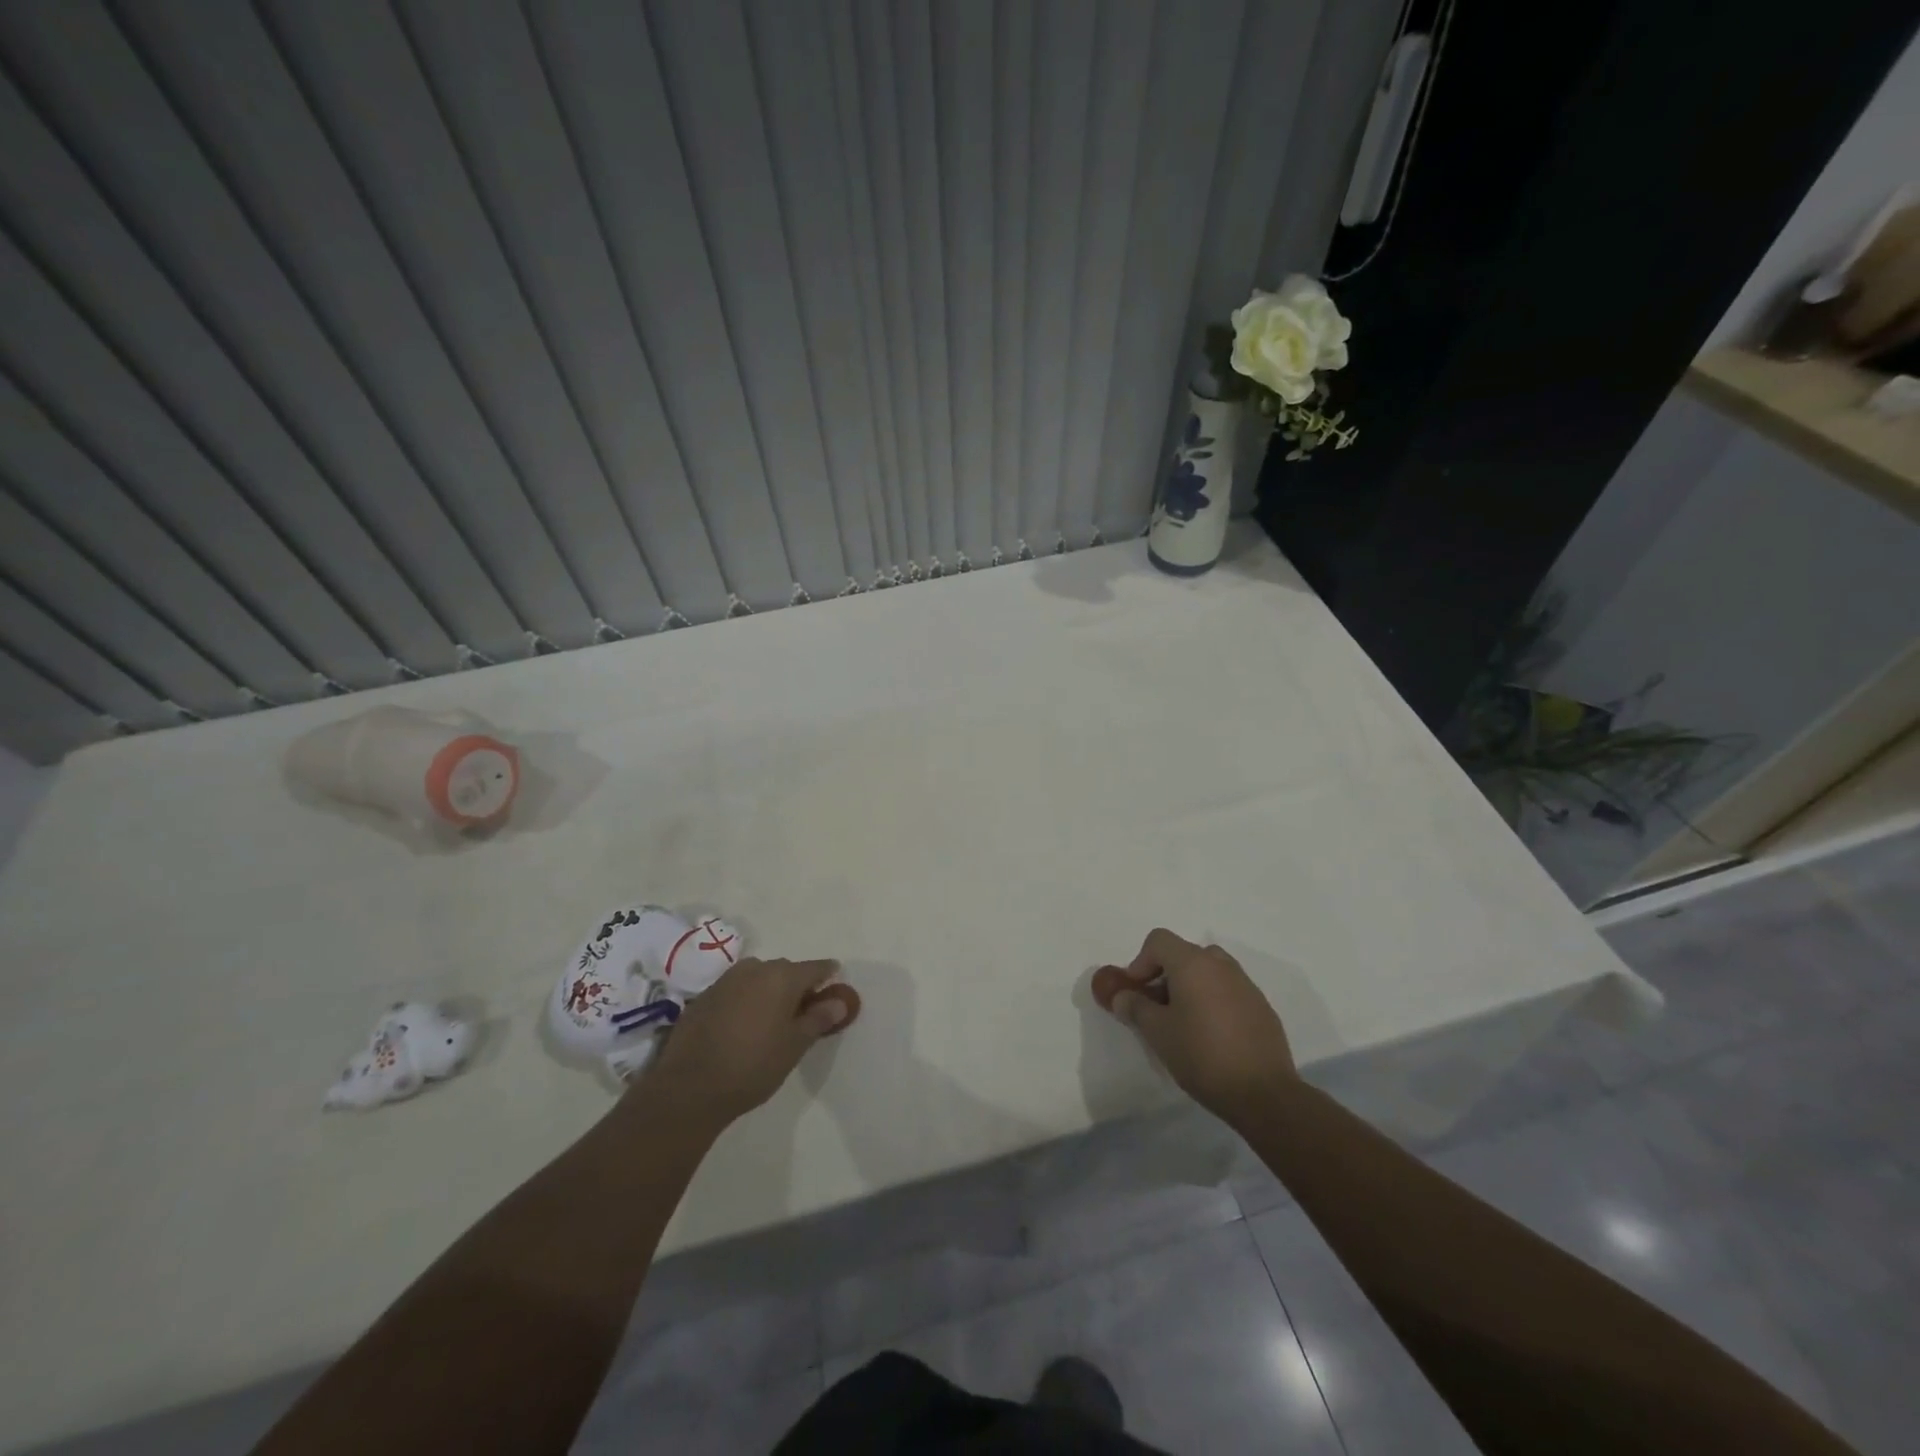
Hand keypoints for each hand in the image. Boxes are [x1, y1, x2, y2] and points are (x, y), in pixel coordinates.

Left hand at [647, 958, 858, 1125]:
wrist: (688, 1088)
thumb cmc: (753, 1066)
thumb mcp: (794, 1046)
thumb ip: (819, 1018)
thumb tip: (839, 1000)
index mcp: (781, 977)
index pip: (815, 967)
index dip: (827, 976)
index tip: (834, 985)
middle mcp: (754, 969)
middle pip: (785, 970)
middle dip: (796, 986)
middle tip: (803, 1012)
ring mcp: (725, 981)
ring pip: (757, 978)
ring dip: (768, 992)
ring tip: (772, 1020)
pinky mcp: (703, 997)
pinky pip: (734, 991)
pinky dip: (745, 1001)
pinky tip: (742, 1027)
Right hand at [1092, 929, 1295, 1124]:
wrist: (1263, 1094)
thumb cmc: (1202, 1055)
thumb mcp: (1157, 1032)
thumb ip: (1135, 1007)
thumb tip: (1122, 996)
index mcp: (1193, 963)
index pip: (1159, 940)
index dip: (1140, 961)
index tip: (1136, 992)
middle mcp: (1221, 965)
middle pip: (1184, 954)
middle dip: (1165, 975)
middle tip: (1157, 1007)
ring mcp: (1246, 985)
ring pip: (1209, 972)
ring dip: (1190, 987)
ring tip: (1184, 1022)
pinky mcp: (1262, 1007)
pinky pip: (1229, 991)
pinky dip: (1213, 1001)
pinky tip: (1212, 1036)